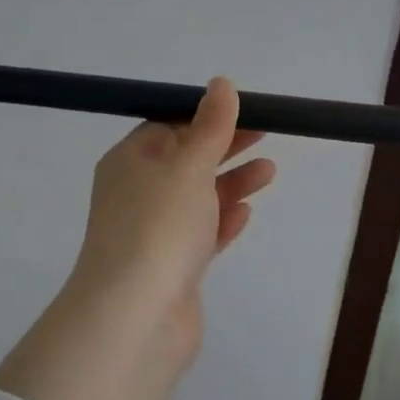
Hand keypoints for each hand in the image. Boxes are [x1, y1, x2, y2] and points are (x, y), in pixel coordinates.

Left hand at [69, 78, 275, 371]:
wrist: (136, 316)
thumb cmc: (159, 225)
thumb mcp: (188, 164)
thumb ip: (210, 126)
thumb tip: (220, 84)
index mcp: (129, 162)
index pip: (167, 127)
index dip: (204, 117)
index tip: (243, 111)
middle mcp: (136, 194)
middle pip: (185, 162)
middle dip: (224, 148)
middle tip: (266, 134)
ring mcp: (153, 234)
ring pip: (196, 200)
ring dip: (230, 184)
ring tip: (270, 172)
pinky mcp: (171, 269)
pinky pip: (200, 236)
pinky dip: (222, 222)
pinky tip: (246, 214)